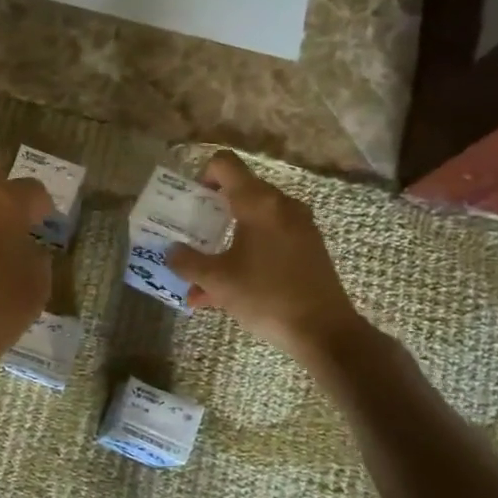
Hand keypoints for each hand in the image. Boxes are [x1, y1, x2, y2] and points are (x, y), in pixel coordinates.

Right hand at [166, 151, 369, 363]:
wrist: (325, 332)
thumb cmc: (266, 296)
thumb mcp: (217, 280)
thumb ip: (187, 262)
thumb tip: (172, 252)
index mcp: (258, 203)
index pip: (225, 164)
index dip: (202, 175)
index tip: (191, 203)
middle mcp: (282, 206)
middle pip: (239, 192)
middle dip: (211, 213)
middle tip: (192, 237)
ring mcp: (300, 227)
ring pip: (253, 220)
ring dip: (227, 239)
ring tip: (204, 275)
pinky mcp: (309, 248)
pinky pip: (270, 239)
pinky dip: (247, 253)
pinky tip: (228, 290)